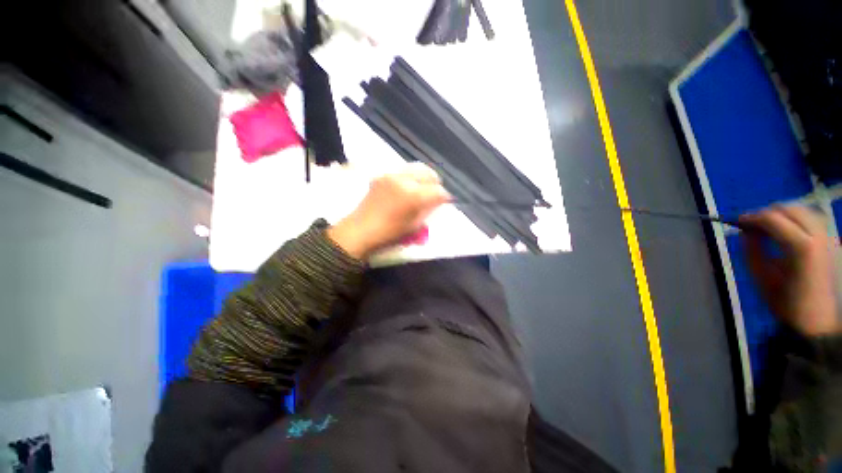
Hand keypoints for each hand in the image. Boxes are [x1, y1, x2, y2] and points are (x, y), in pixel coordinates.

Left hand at [327, 163, 449, 259]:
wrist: (360, 229)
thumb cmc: (389, 233)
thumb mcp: (414, 225)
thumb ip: (428, 210)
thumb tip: (437, 201)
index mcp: (414, 195)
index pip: (438, 191)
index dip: (444, 197)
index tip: (444, 202)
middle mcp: (404, 180)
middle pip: (428, 173)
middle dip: (435, 183)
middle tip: (434, 193)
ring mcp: (392, 174)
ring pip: (416, 167)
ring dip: (423, 177)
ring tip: (423, 187)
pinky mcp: (383, 174)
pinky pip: (403, 170)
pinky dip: (410, 176)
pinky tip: (408, 186)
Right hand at [740, 205, 839, 336]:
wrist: (819, 321)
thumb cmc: (787, 303)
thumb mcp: (762, 278)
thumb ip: (752, 250)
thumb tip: (745, 231)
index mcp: (801, 247)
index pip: (773, 218)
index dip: (752, 217)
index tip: (738, 222)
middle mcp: (819, 236)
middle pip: (791, 209)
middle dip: (768, 213)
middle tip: (753, 225)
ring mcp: (830, 238)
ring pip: (804, 210)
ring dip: (784, 214)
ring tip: (770, 227)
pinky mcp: (834, 242)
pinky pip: (814, 220)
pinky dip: (798, 220)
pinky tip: (789, 233)